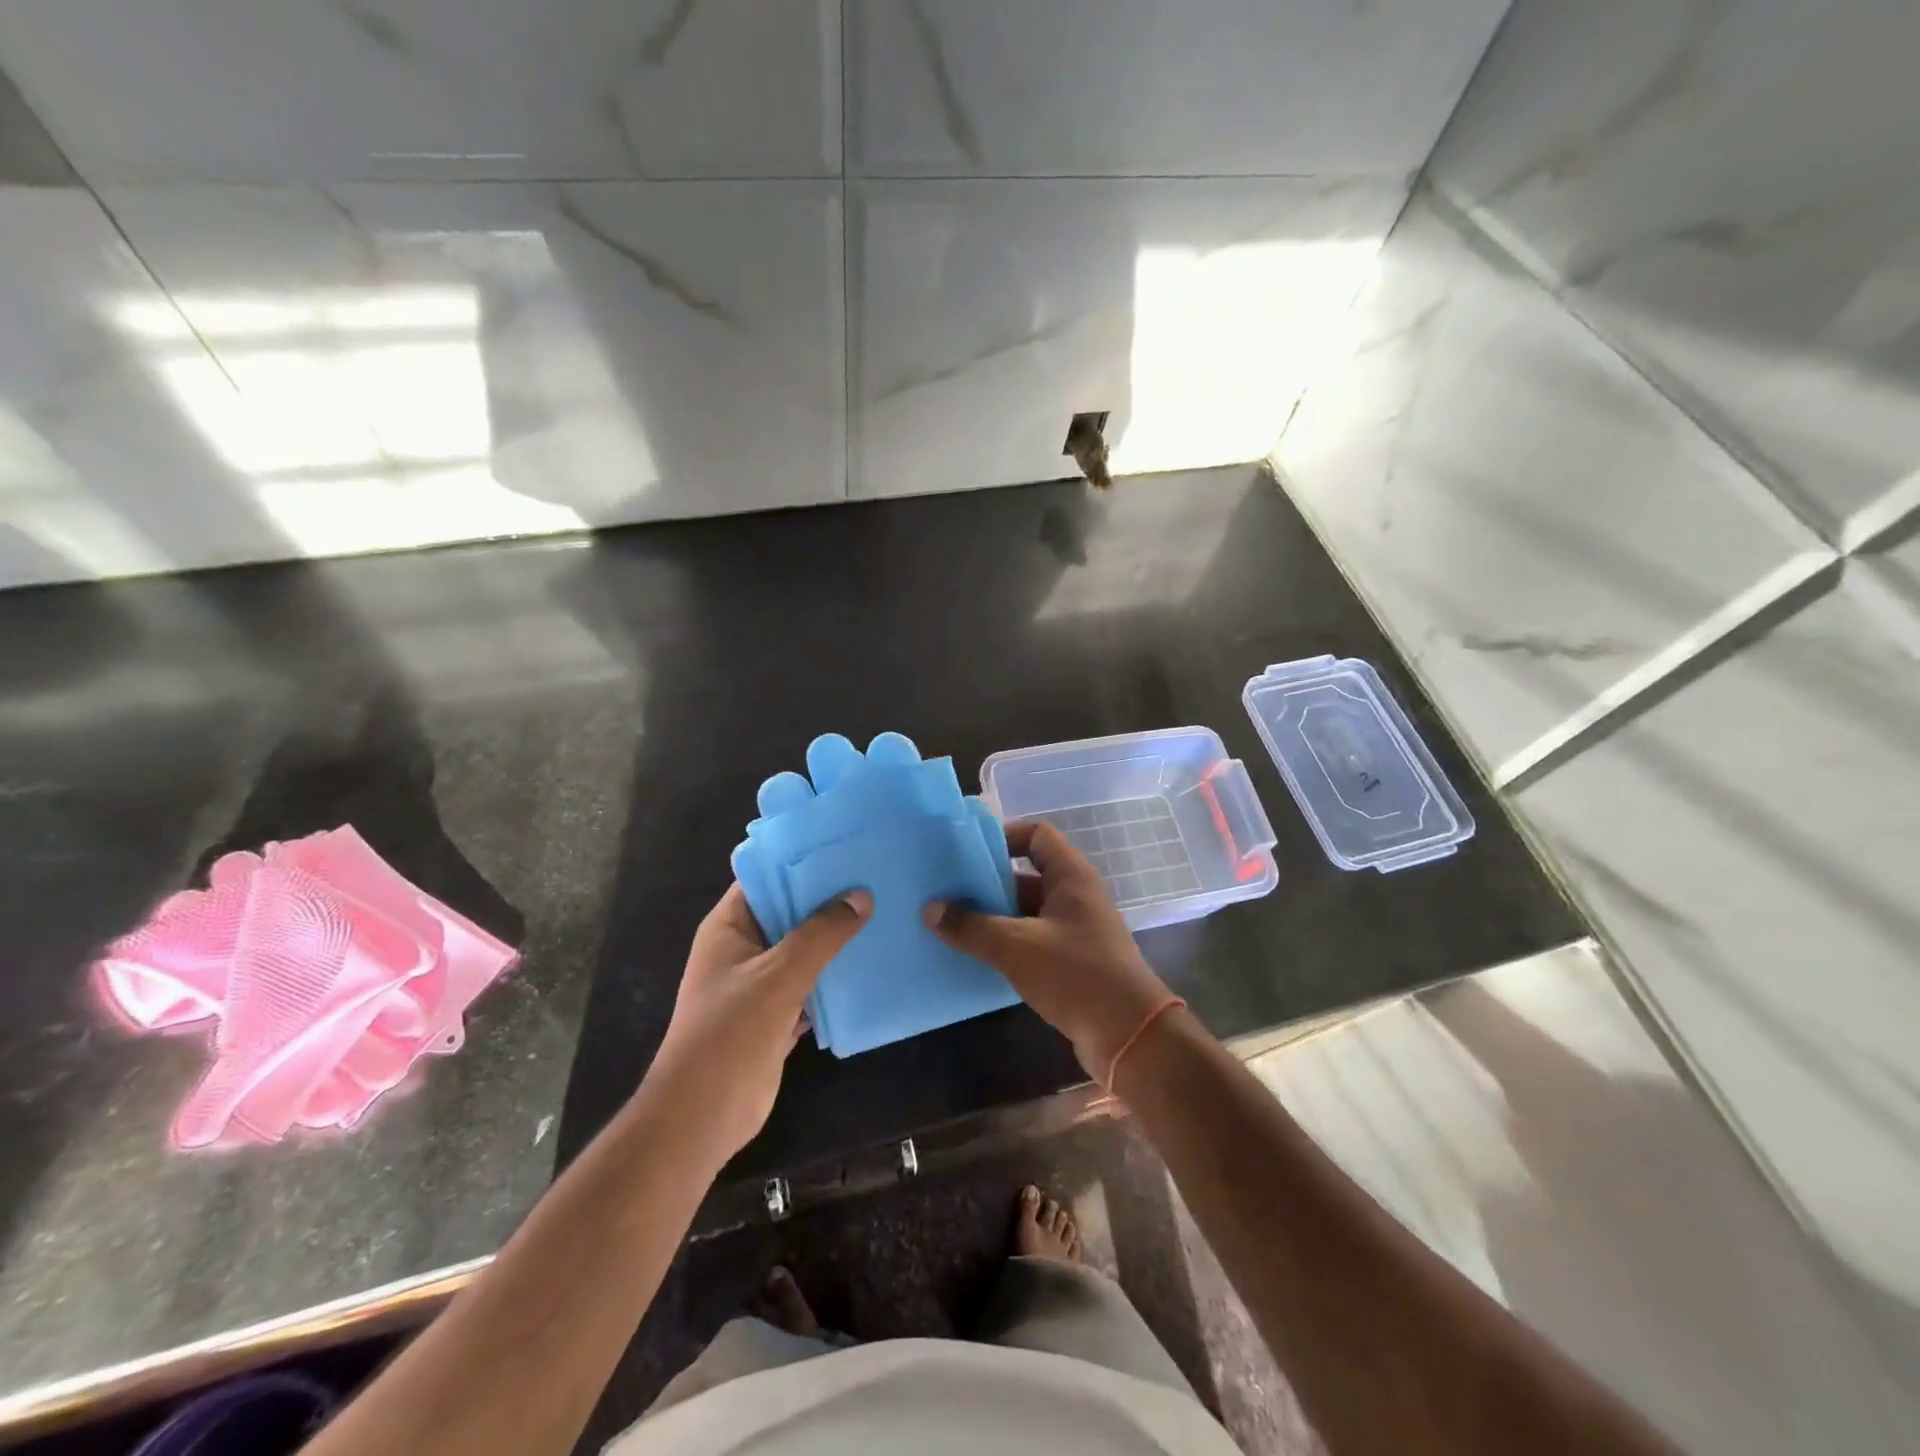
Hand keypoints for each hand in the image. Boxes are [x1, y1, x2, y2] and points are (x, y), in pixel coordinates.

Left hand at [648, 884, 870, 1160]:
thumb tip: (861, 896)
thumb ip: (821, 934)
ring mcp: (761, 982)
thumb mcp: (779, 975)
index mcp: (729, 927)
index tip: (846, 847)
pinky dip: (837, 976)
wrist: (704, 1117)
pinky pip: (813, 983)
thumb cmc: (730, 1034)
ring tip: (884, 912)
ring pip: (805, 949)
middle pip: (790, 912)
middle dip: (829, 899)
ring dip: (837, 938)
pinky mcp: (778, 1013)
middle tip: (877, 876)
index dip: (802, 862)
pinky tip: (873, 962)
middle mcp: (743, 947)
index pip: (766, 878)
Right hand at [926, 820, 1173, 1082]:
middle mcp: (1075, 895)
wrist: (1129, 1036)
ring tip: (951, 922)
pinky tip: (975, 954)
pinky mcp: (1071, 960)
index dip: (1002, 836)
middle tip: (946, 889)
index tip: (966, 852)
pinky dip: (1006, 942)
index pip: (1035, 834)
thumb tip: (930, 909)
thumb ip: (971, 927)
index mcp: (1071, 875)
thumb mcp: (1016, 947)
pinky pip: (1031, 938)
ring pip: (1026, 910)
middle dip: (987, 881)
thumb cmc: (1075, 974)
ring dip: (993, 915)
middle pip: (1026, 873)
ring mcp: (1075, 929)